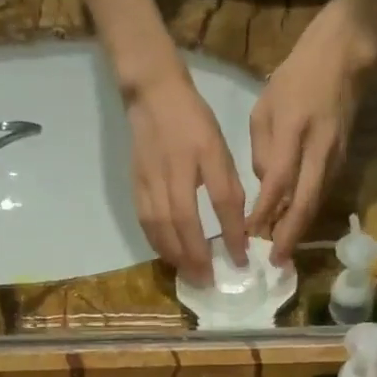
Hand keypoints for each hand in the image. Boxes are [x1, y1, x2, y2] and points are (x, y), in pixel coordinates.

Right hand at [122, 64, 247, 286]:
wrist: (152, 95)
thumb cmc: (194, 121)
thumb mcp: (220, 146)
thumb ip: (228, 185)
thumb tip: (238, 227)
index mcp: (203, 155)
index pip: (221, 202)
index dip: (231, 234)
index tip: (240, 260)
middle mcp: (175, 170)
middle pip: (184, 222)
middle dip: (197, 256)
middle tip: (208, 280)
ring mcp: (151, 179)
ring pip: (161, 227)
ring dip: (176, 255)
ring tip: (189, 275)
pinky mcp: (136, 185)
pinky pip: (146, 222)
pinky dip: (158, 244)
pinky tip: (168, 257)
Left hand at [247, 0, 376, 263]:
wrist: (346, 58)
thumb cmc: (297, 78)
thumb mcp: (264, 107)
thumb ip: (262, 150)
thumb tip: (265, 187)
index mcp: (293, 130)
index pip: (277, 182)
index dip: (264, 212)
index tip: (248, 234)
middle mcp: (318, 149)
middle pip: (304, 203)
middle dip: (289, 236)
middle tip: (276, 262)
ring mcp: (335, 158)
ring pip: (316, 203)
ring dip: (299, 230)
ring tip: (282, 254)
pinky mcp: (343, 162)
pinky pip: (322, 195)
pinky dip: (307, 215)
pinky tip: (294, 229)